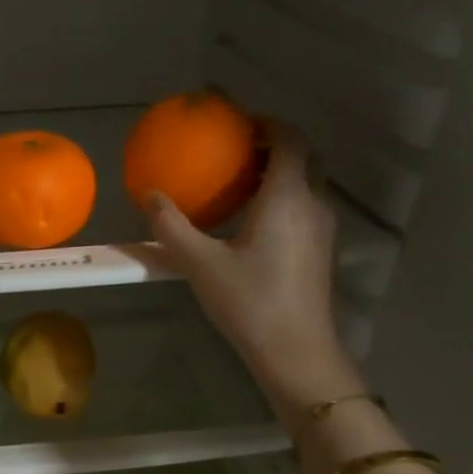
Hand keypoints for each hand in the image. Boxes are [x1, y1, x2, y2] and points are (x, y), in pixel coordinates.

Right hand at [145, 122, 364, 409]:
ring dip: (280, 174)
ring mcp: (322, 228)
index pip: (288, 139)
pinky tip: (252, 223)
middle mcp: (313, 204)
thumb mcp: (200, 264)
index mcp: (287, 197)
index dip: (266, 123)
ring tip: (241, 185)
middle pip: (304, 156)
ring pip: (308, 183)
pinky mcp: (321, 250)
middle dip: (274, 145)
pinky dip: (284, 198)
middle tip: (239, 151)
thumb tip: (149, 196)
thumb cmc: (249, 302)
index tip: (238, 123)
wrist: (295, 350)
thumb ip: (172, 227)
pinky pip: (305, 207)